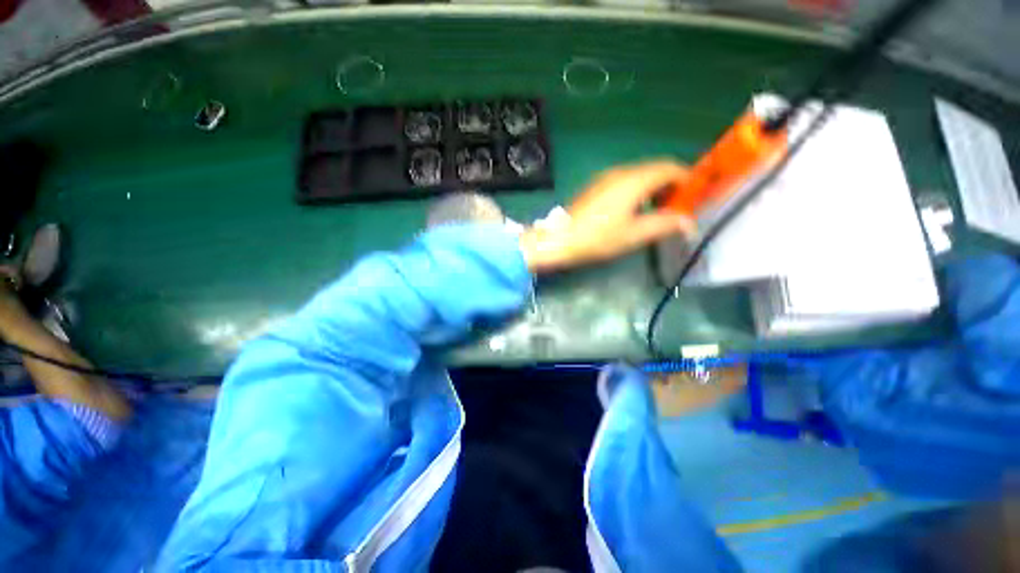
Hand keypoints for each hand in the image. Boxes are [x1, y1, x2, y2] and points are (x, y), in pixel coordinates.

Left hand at [519, 161, 695, 273]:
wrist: (561, 238)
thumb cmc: (598, 237)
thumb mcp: (634, 234)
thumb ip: (664, 225)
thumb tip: (689, 223)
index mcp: (634, 180)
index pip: (670, 168)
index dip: (687, 179)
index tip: (695, 196)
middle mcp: (621, 172)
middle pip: (655, 169)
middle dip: (671, 185)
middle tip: (677, 207)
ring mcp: (606, 177)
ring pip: (640, 175)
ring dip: (654, 188)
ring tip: (658, 211)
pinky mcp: (596, 186)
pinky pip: (625, 181)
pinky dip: (638, 190)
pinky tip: (635, 210)